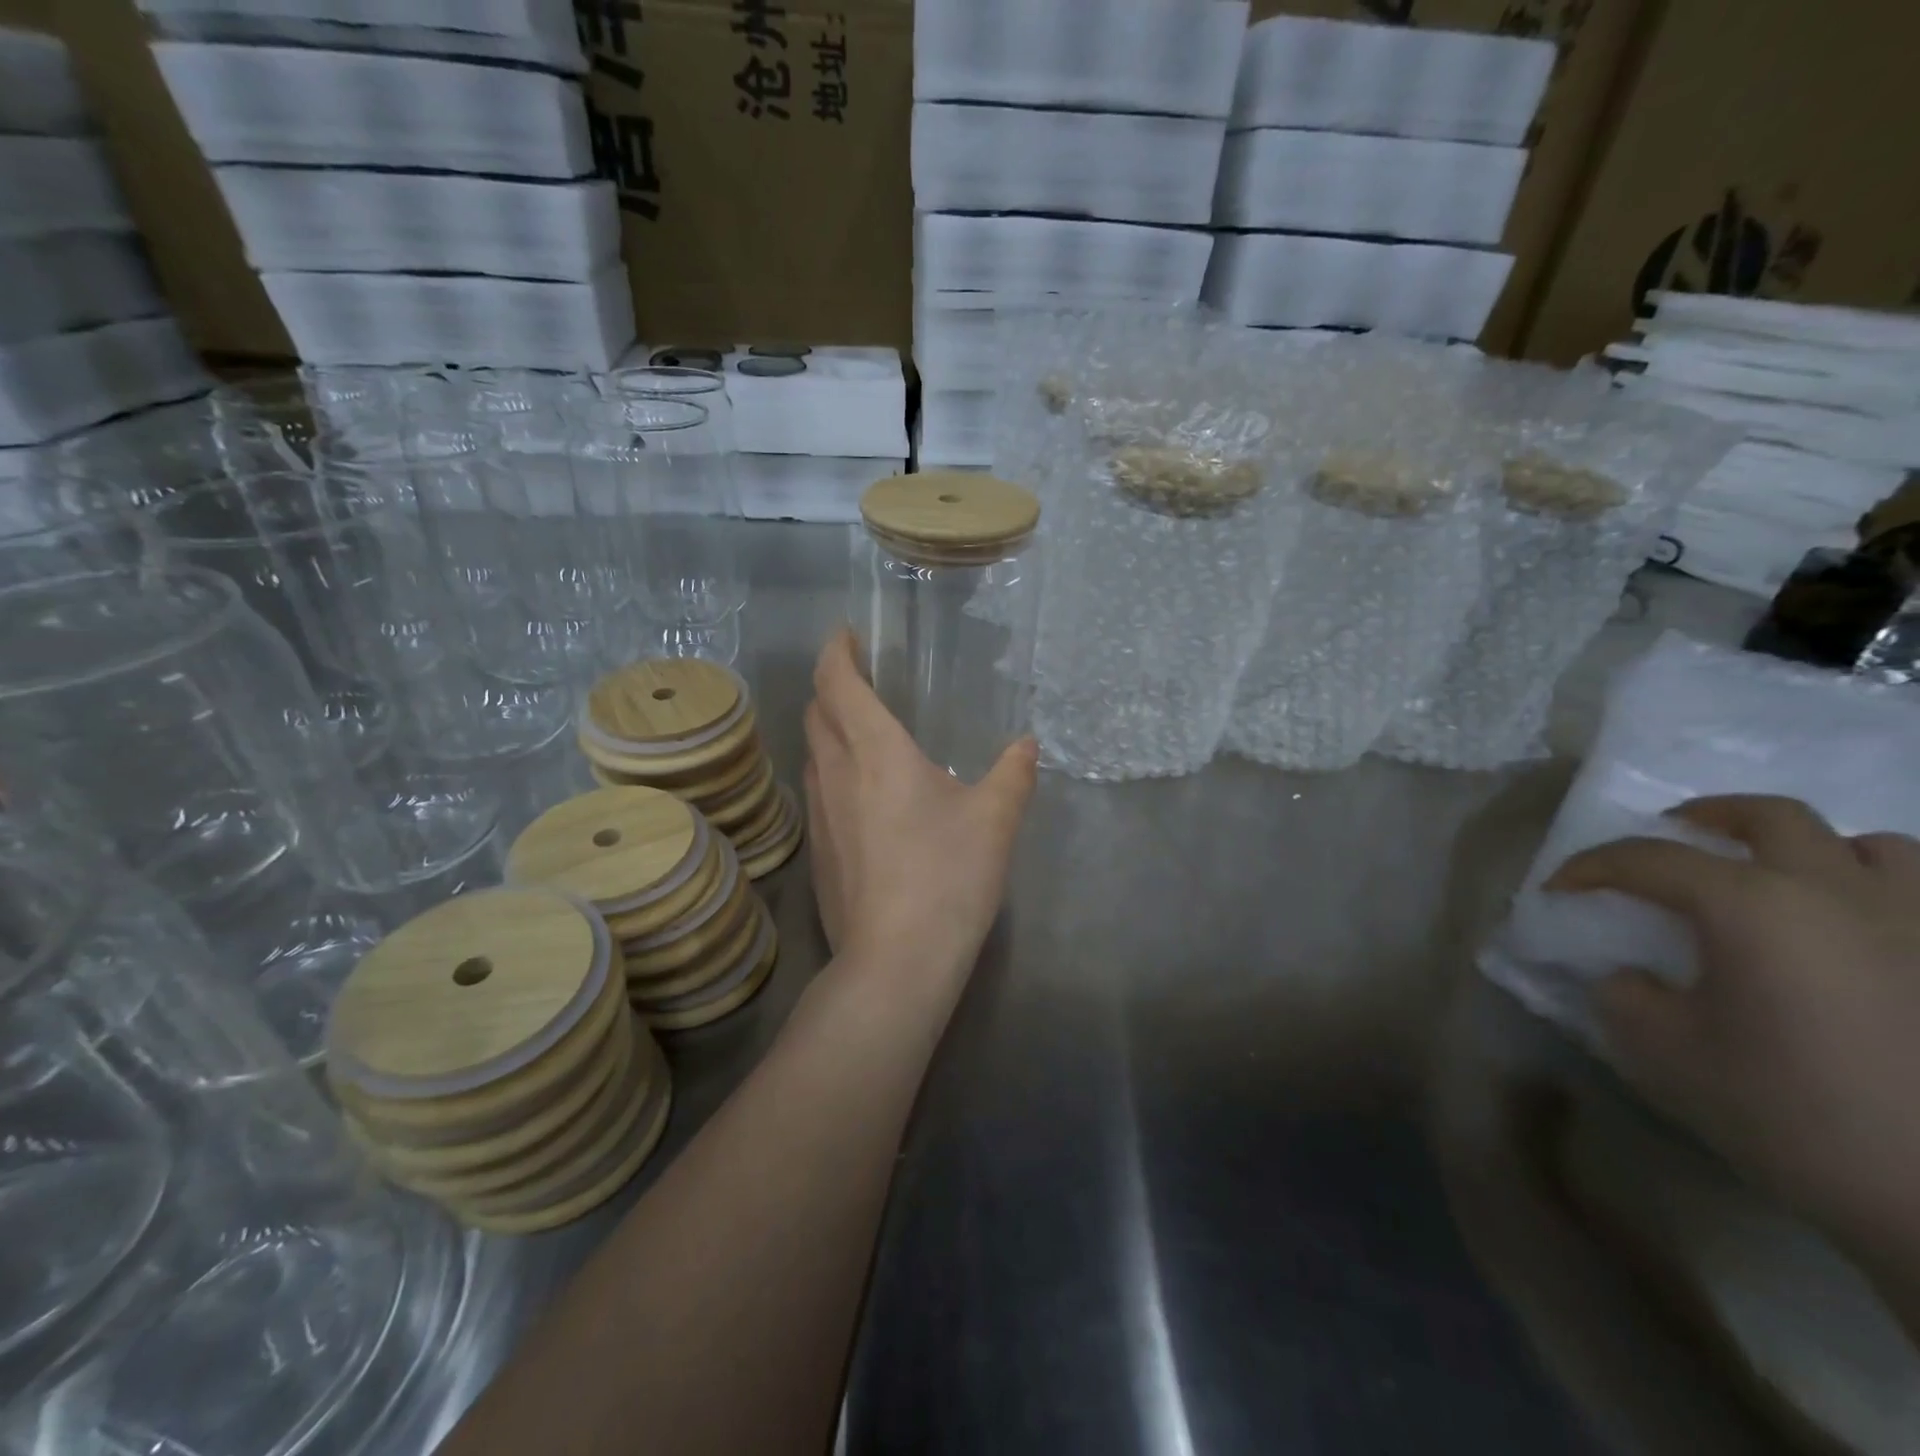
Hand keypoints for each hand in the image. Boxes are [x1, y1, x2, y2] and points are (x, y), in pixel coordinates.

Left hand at [802, 629, 1037, 994]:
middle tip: (861, 679)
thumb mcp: (995, 820)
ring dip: (829, 728)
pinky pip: (817, 790)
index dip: (836, 650)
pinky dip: (832, 770)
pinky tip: (863, 795)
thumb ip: (1014, 774)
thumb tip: (1027, 745)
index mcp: (875, 751)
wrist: (895, 961)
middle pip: (816, 711)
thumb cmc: (948, 876)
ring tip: (862, 731)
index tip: (847, 635)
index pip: (837, 682)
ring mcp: (818, 813)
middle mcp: (836, 772)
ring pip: (812, 751)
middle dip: (831, 685)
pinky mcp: (816, 850)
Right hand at [1548, 795, 1919, 1260]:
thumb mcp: (1664, 1052)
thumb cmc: (1791, 1112)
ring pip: (1868, 845)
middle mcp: (1839, 891)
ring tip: (1778, 886)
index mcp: (1751, 905)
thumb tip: (1632, 976)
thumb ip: (1626, 995)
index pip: (1646, 858)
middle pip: (1765, 816)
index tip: (1557, 891)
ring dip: (1809, 852)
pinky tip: (1857, 934)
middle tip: (1669, 845)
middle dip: (1702, 820)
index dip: (1588, 868)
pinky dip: (1879, 894)